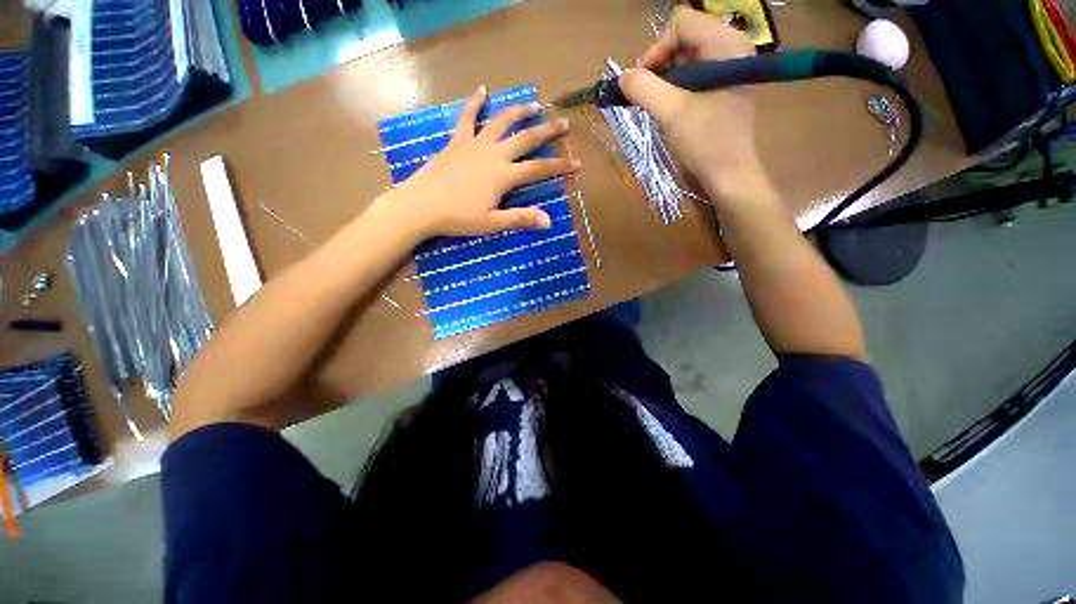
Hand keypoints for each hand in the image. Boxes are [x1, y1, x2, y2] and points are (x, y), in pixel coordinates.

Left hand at [386, 86, 578, 239]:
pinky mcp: (457, 141)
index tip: (577, 163)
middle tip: (563, 122)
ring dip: (519, 111)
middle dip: (547, 131)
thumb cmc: (458, 217)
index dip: (559, 166)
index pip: (538, 169)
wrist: (422, 205)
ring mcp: (474, 144)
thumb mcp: (492, 223)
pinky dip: (475, 102)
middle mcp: (493, 154)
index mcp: (503, 175)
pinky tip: (482, 89)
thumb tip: (549, 221)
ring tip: (534, 104)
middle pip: (525, 139)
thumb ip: (521, 218)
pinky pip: (467, 118)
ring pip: (501, 122)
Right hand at [619, 7, 772, 205]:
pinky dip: (675, 89)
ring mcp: (728, 69)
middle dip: (660, 66)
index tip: (645, 83)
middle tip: (649, 97)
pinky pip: (691, 76)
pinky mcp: (722, 87)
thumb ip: (643, 89)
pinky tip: (671, 110)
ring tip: (659, 106)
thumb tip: (622, 78)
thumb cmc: (705, 143)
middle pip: (683, 38)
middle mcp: (730, 48)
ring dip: (665, 80)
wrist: (728, 175)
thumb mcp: (671, 113)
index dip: (657, 49)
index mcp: (726, 44)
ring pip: (684, 58)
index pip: (681, 24)